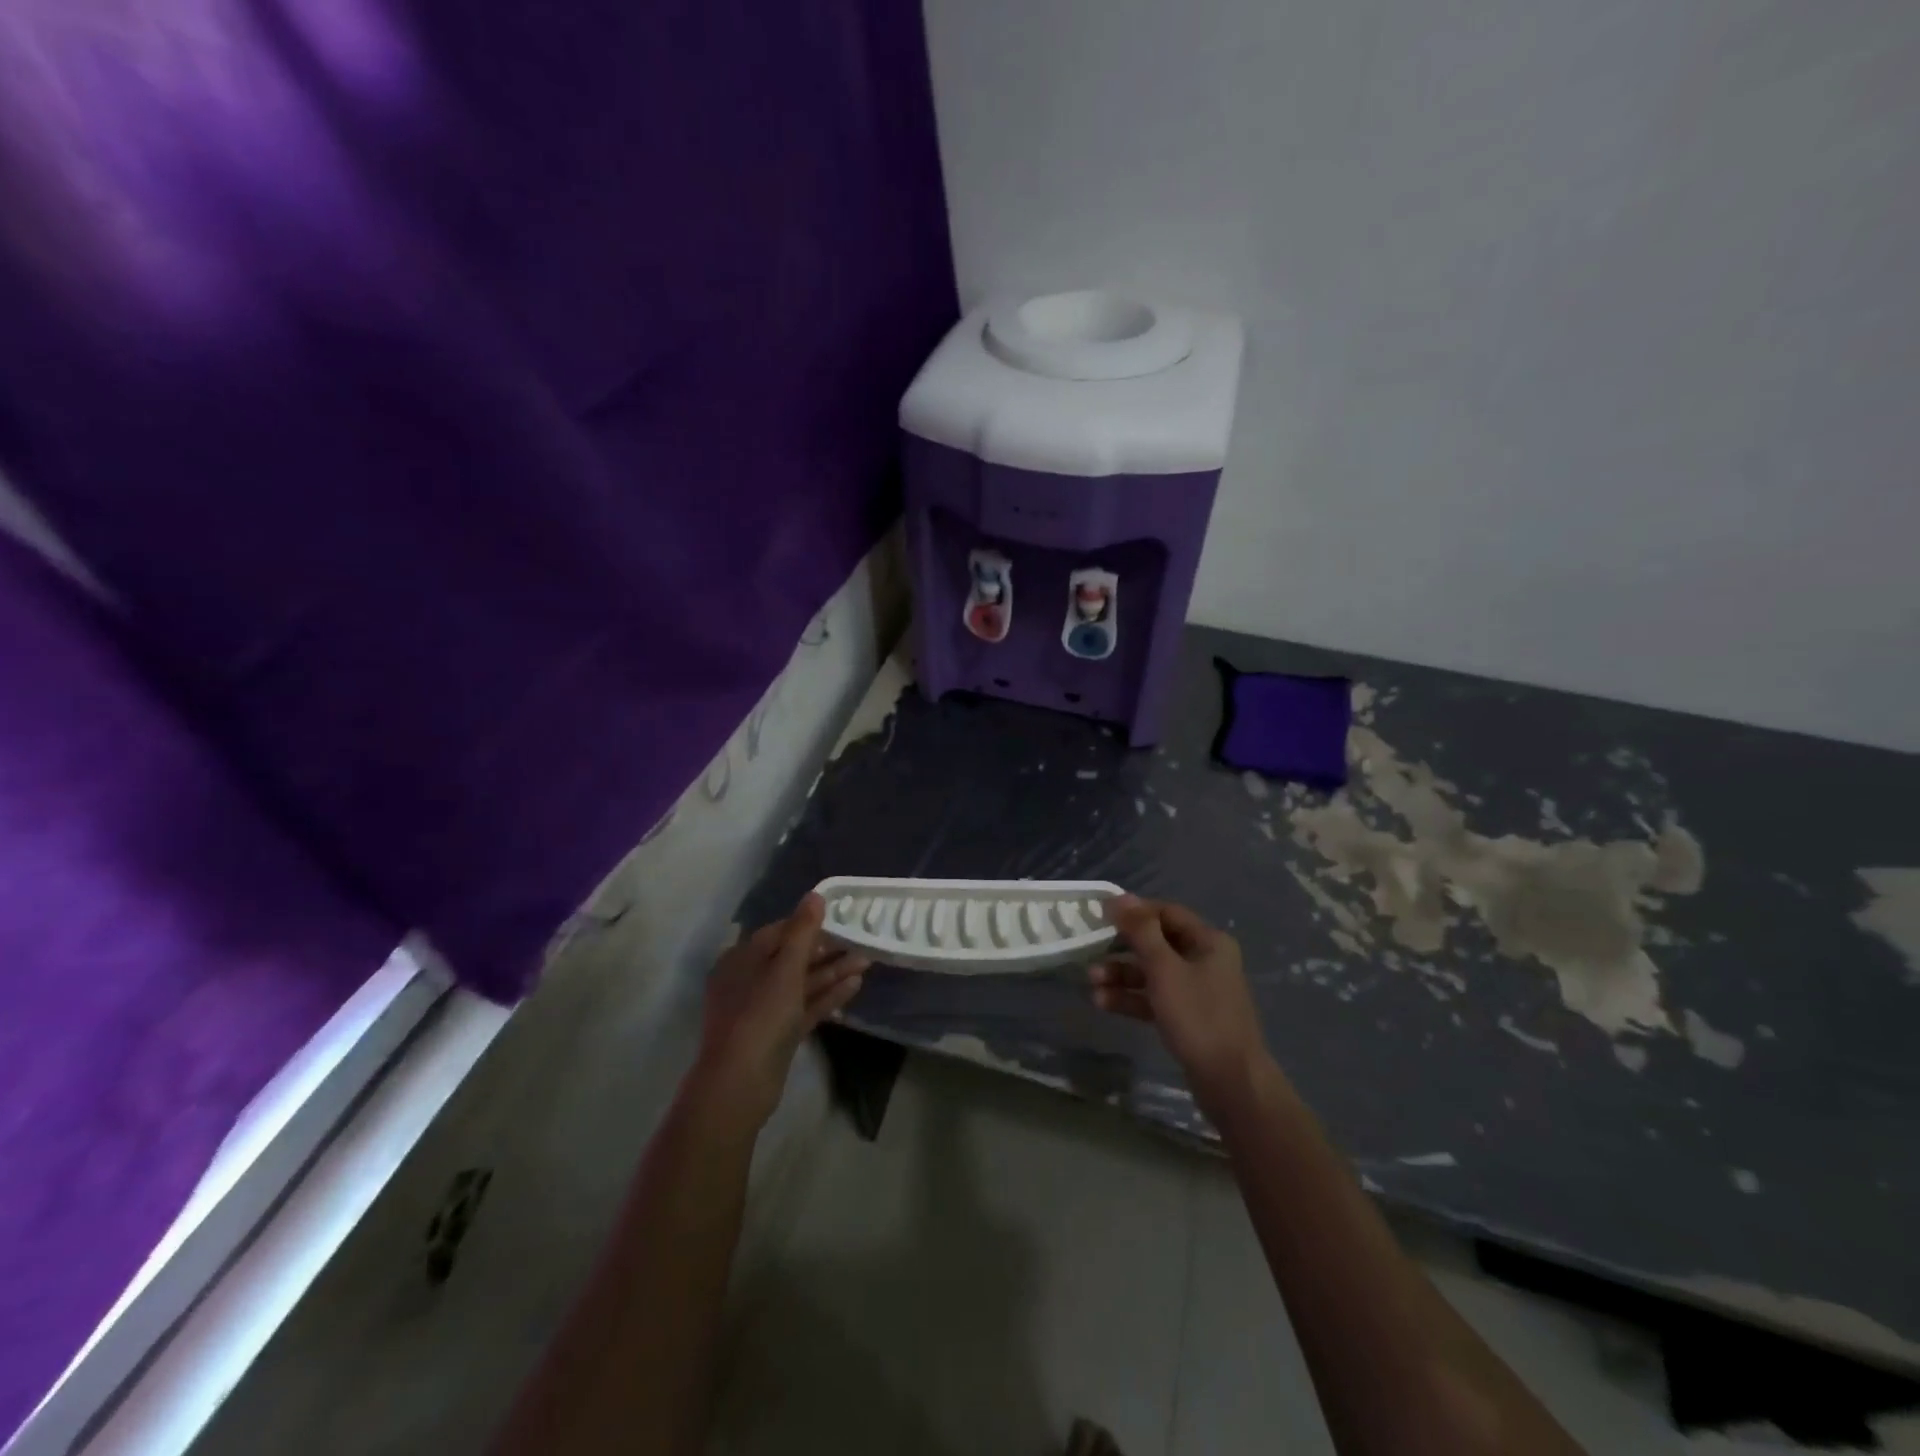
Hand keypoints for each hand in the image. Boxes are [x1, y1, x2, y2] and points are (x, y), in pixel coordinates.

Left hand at [690, 894, 867, 1131]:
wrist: (740, 1084)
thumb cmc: (760, 1015)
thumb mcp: (785, 968)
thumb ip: (803, 931)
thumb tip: (815, 895)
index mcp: (741, 959)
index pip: (778, 931)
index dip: (808, 924)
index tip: (839, 918)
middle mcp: (749, 981)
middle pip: (792, 958)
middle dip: (827, 950)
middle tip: (860, 940)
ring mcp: (763, 1010)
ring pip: (802, 983)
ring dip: (832, 972)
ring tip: (867, 961)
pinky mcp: (778, 1034)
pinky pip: (805, 1007)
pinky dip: (827, 997)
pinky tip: (855, 986)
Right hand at [1090, 897, 1271, 1107]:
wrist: (1231, 1083)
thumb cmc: (1199, 1017)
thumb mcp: (1165, 969)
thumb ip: (1141, 931)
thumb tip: (1120, 897)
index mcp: (1208, 942)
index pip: (1166, 913)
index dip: (1134, 911)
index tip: (1101, 915)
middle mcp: (1205, 960)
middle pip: (1156, 943)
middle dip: (1121, 948)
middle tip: (1090, 949)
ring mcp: (1197, 991)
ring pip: (1152, 973)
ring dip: (1121, 975)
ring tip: (1091, 981)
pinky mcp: (1188, 1017)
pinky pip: (1154, 998)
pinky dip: (1131, 998)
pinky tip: (1103, 1002)